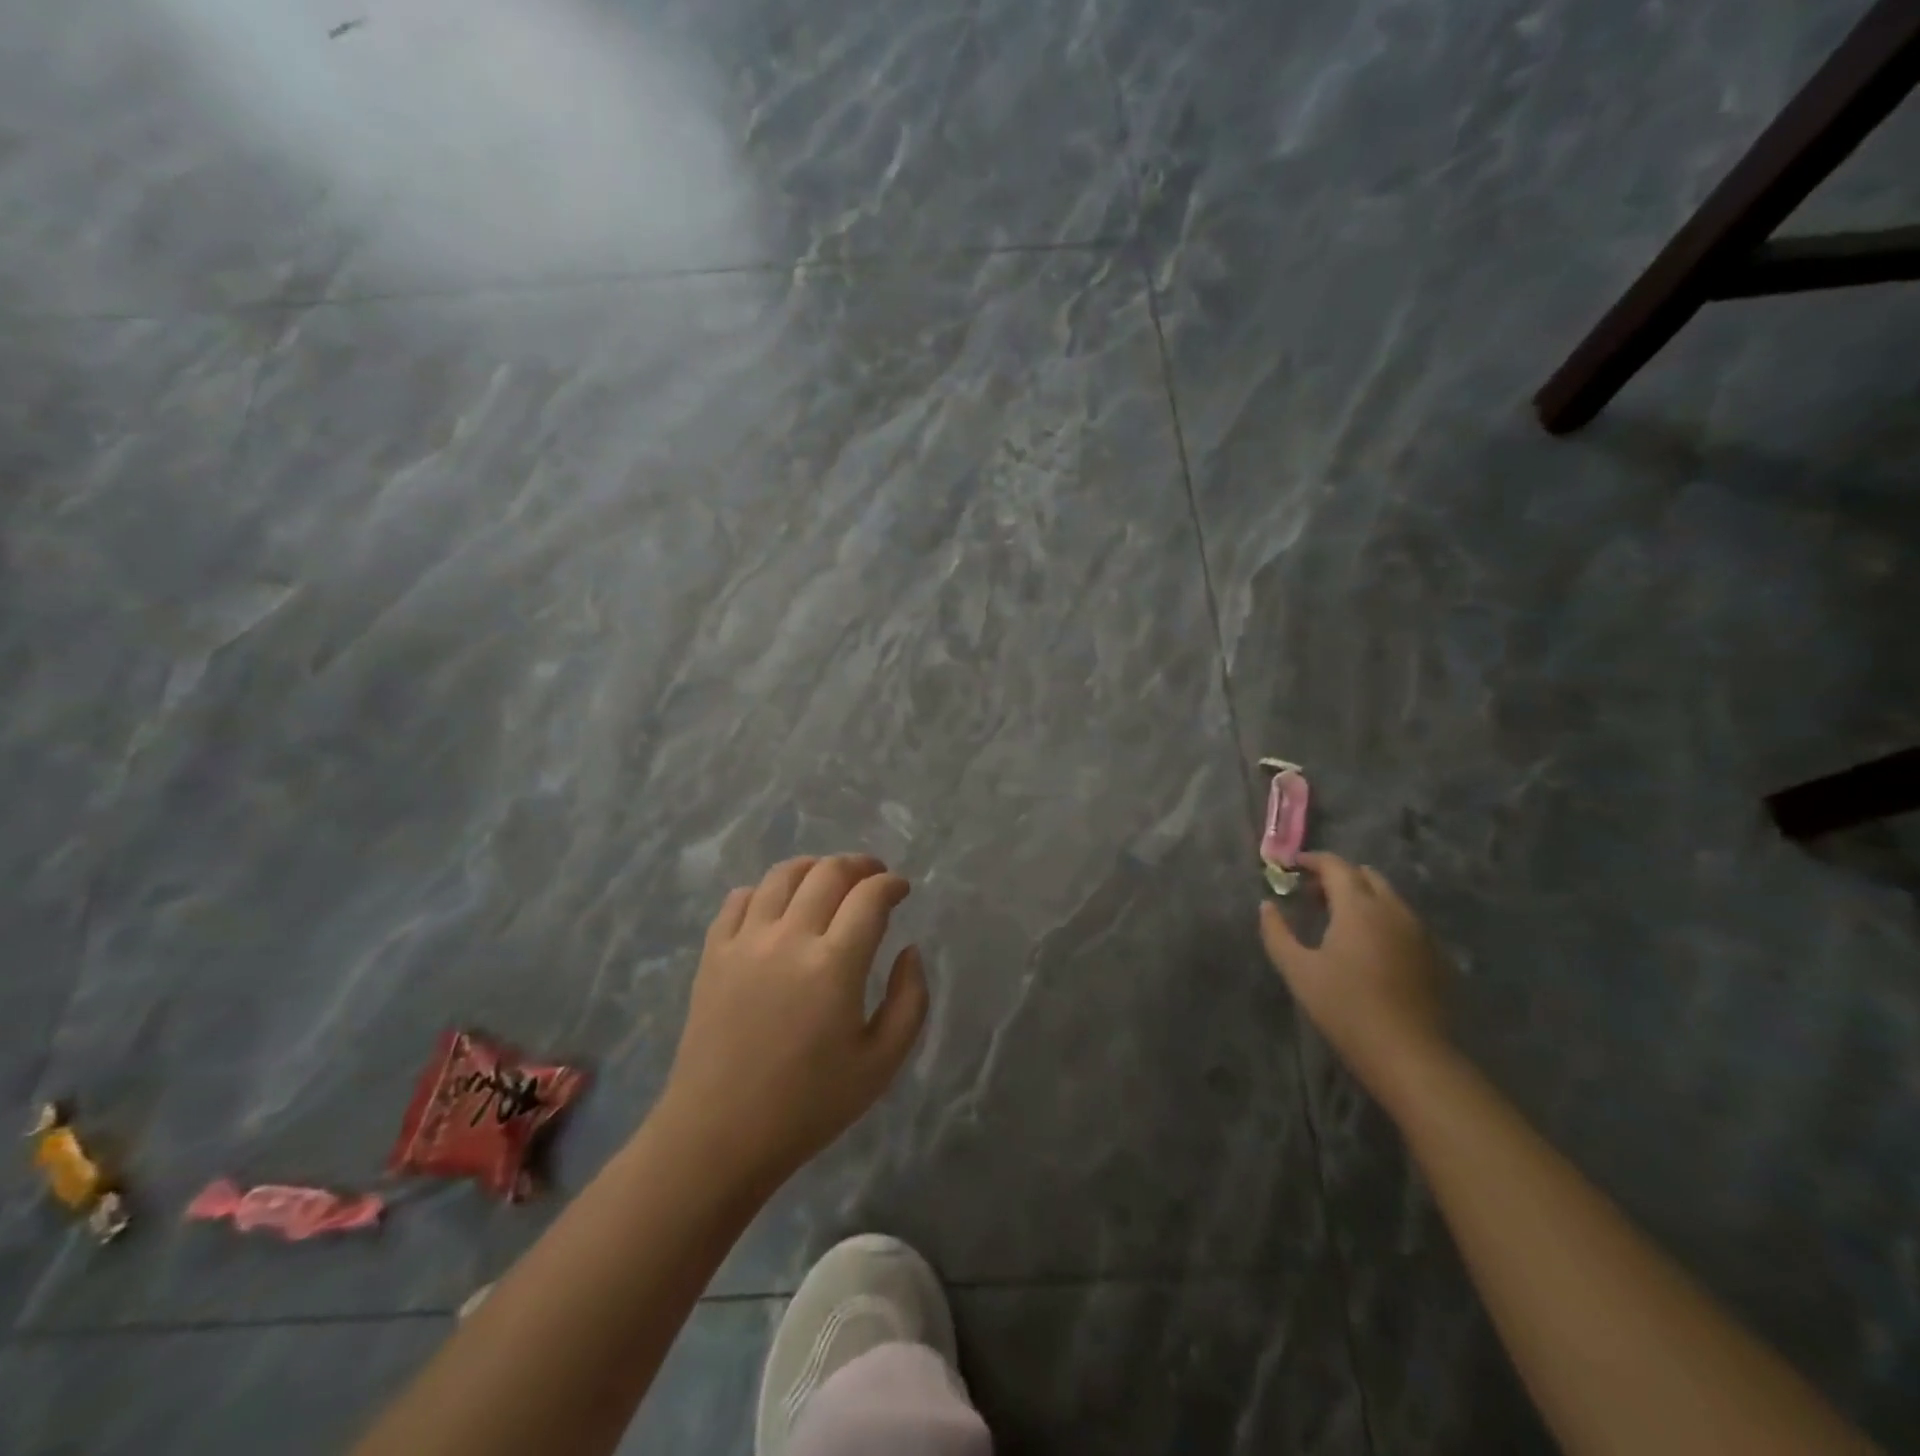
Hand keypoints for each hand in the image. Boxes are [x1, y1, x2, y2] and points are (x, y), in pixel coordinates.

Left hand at [661, 855, 928, 1188]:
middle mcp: (789, 938)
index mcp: (835, 965)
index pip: (870, 896)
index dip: (891, 884)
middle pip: (828, 872)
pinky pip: (739, 899)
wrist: (720, 1135)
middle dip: (859, 866)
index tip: (901, 889)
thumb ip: (910, 1000)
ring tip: (828, 881)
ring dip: (814, 868)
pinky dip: (765, 890)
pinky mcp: (713, 953)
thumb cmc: (809, 1105)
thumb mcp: (882, 1063)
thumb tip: (909, 951)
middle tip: (873, 878)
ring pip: (782, 875)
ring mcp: (745, 941)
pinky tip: (778, 907)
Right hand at [1259, 852, 1452, 1103]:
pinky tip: (1368, 948)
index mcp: (1359, 906)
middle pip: (1365, 875)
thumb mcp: (1298, 970)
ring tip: (1337, 922)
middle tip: (1312, 896)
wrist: (1411, 1055)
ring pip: (1388, 897)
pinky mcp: (1435, 955)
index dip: (1311, 860)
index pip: (1335, 865)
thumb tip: (1266, 906)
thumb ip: (1277, 932)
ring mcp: (1419, 931)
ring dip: (1361, 898)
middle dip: (1337, 877)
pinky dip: (1381, 919)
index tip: (1291, 867)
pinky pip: (1404, 921)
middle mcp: (1393, 909)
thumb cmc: (1346, 1008)